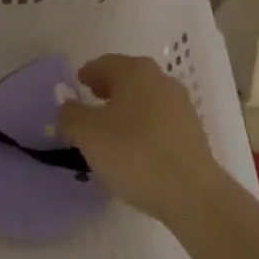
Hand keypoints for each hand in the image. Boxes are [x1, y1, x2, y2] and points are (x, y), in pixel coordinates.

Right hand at [57, 55, 227, 226]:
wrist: (193, 194)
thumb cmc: (135, 154)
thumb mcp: (88, 134)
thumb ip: (70, 115)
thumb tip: (66, 106)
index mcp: (135, 71)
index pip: (104, 64)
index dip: (87, 75)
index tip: (76, 87)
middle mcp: (160, 79)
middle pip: (126, 79)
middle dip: (106, 91)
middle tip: (89, 108)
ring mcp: (181, 105)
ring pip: (144, 100)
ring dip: (125, 111)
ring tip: (110, 135)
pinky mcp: (192, 132)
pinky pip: (159, 122)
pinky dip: (143, 128)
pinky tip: (135, 151)